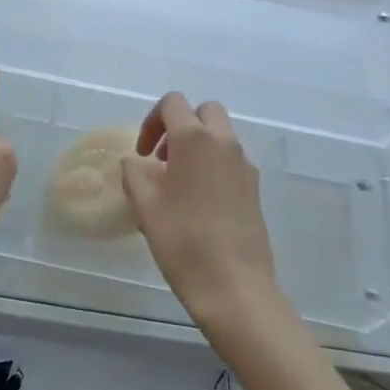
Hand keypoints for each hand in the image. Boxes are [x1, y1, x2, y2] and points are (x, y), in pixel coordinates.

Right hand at [122, 93, 286, 335]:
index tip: (142, 153)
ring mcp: (244, 165)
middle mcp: (224, 142)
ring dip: (198, 145)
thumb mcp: (145, 205)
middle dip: (181, 125)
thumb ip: (134, 172)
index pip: (173, 103)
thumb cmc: (183, 240)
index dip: (152, 121)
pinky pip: (231, 161)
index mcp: (194, 138)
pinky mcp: (255, 189)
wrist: (234, 286)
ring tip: (178, 183)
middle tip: (163, 158)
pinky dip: (213, 165)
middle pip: (204, 111)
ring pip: (220, 136)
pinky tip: (198, 203)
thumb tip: (135, 161)